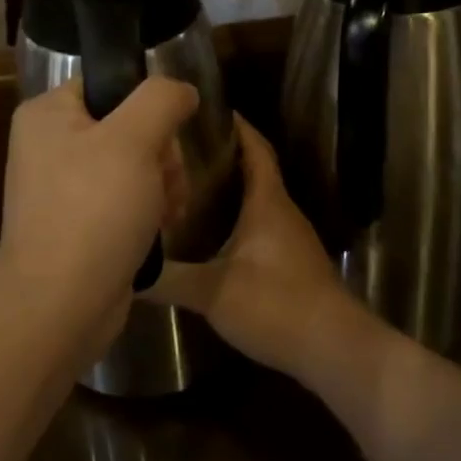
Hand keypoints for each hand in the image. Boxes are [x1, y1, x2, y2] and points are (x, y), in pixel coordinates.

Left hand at [0, 77, 197, 347]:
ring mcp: (61, 187)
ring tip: (167, 212)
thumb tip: (181, 90)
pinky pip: (123, 199)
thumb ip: (161, 99)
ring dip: (161, 184)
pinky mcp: (77, 223)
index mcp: (47, 114)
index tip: (166, 137)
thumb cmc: (93, 211)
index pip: (110, 84)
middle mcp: (49, 145)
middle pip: (128, 126)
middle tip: (166, 182)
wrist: (60, 307)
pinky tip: (160, 229)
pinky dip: (147, 210)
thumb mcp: (133, 140)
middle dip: (160, 155)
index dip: (147, 106)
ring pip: (133, 164)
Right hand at [158, 117, 371, 380]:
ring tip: (185, 187)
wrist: (334, 349)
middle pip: (254, 169)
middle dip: (221, 154)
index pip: (255, 147)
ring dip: (228, 188)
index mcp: (268, 201)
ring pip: (256, 199)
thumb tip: (126, 268)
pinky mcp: (291, 262)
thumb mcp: (213, 292)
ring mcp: (290, 237)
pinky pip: (259, 224)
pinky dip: (235, 217)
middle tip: (178, 151)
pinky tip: (208, 234)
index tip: (203, 111)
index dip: (235, 125)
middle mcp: (282, 211)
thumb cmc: (276, 305)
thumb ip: (169, 279)